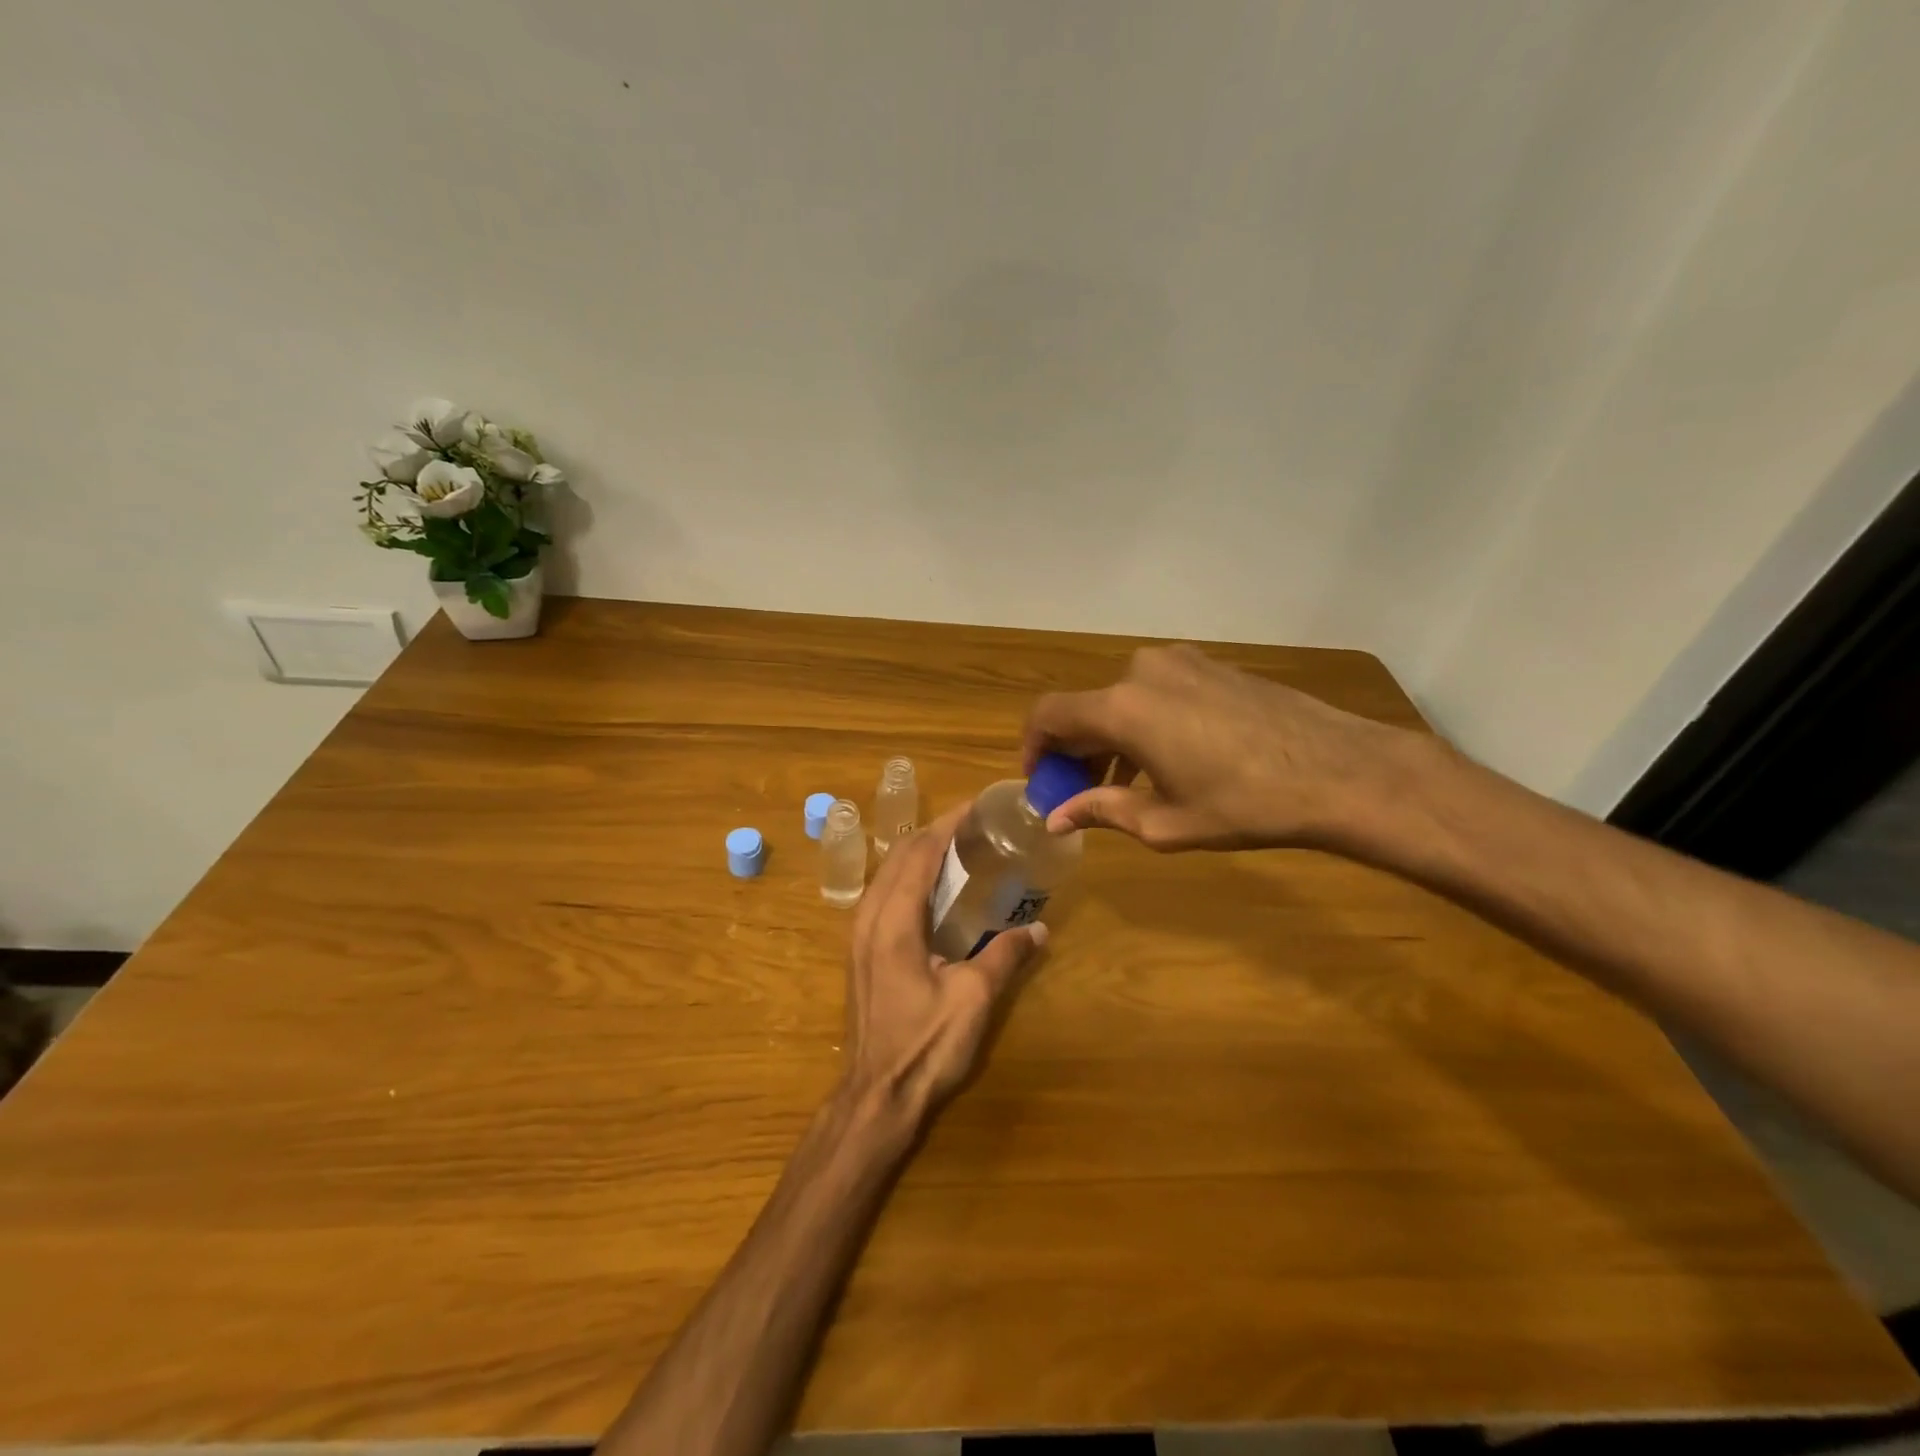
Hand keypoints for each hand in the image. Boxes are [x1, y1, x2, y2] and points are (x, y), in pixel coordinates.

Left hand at [841, 804, 1045, 1116]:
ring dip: (918, 854)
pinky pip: (882, 894)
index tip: (975, 807)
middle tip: (973, 825)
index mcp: (894, 920)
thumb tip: (1039, 930)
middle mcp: (869, 917)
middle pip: (899, 857)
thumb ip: (1006, 956)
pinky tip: (932, 889)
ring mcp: (859, 935)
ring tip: (956, 848)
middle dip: (934, 833)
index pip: (919, 854)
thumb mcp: (974, 998)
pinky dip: (908, 877)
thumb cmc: (925, 1045)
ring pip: (886, 874)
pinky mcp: (860, 952)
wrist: (877, 1094)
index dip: (947, 825)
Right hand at [1022, 643, 1417, 851]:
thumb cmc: (1245, 805)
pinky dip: (1144, 721)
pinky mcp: (1212, 665)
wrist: (1339, 770)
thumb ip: (1101, 811)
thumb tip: (1056, 818)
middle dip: (1075, 748)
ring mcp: (1182, 662)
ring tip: (1125, 781)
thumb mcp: (1165, 821)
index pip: (1050, 715)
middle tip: (1080, 790)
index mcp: (1122, 708)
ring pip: (1123, 699)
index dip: (1034, 747)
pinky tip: (1167, 758)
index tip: (1040, 779)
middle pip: (1087, 707)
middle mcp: (1142, 672)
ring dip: (1111, 737)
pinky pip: (1157, 691)